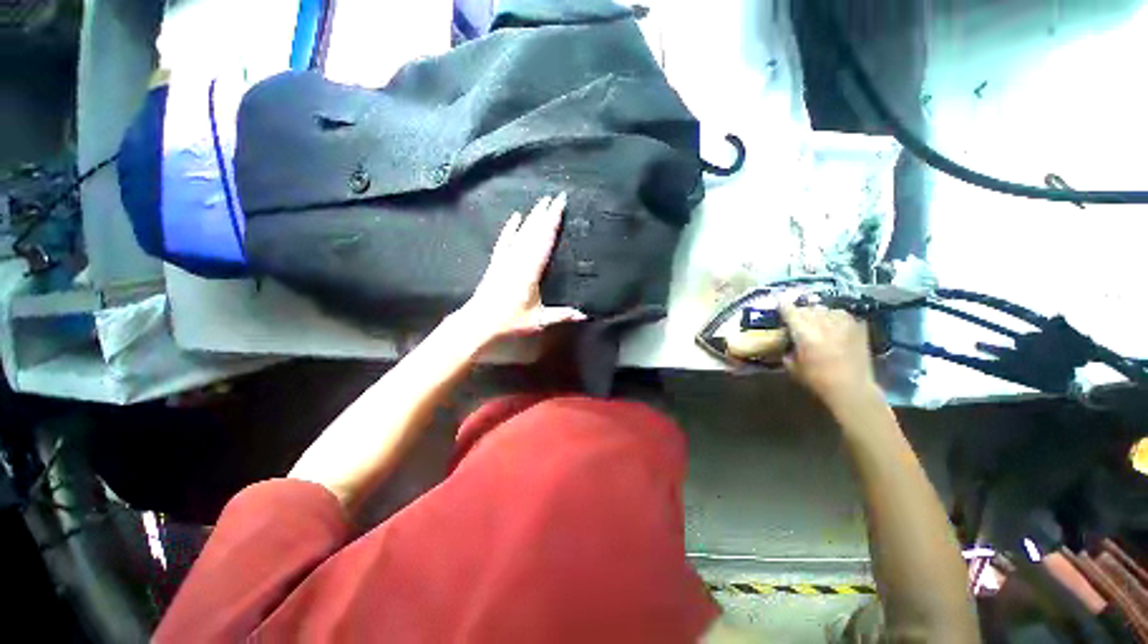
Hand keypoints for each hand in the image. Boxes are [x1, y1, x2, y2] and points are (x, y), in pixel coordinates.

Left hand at [457, 194, 586, 340]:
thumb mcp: (538, 320)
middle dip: (545, 213)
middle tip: (556, 196)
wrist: (478, 322)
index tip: (560, 204)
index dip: (553, 221)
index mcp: (531, 270)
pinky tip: (515, 217)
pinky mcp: (496, 262)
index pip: (544, 240)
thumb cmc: (509, 321)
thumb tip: (584, 315)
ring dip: (532, 217)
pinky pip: (504, 240)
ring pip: (521, 233)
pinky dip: (510, 228)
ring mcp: (506, 259)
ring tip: (541, 202)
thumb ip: (561, 315)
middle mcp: (518, 259)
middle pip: (534, 231)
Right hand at [780, 303, 878, 408]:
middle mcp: (823, 324)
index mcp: (805, 333)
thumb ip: (788, 350)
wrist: (852, 389)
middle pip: (808, 308)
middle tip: (796, 317)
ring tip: (816, 319)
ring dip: (818, 313)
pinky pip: (843, 315)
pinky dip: (835, 317)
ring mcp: (843, 324)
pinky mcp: (858, 327)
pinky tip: (833, 324)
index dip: (783, 305)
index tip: (779, 301)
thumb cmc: (818, 380)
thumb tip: (788, 342)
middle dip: (800, 311)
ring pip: (826, 309)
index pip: (790, 312)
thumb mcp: (793, 367)